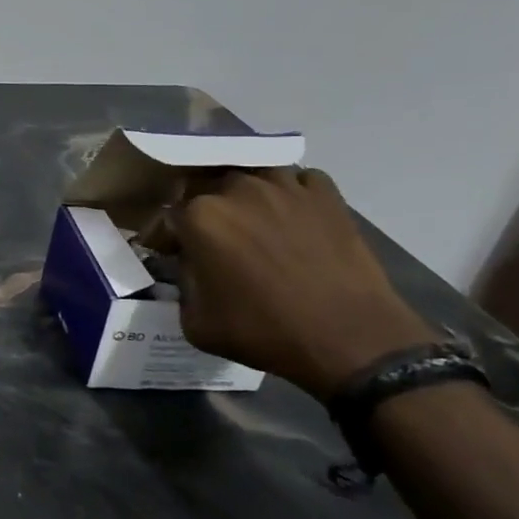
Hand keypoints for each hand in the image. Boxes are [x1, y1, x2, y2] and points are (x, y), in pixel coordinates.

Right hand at [171, 168, 436, 401]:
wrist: (351, 340)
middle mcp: (236, 189)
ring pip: (251, 177)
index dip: (167, 238)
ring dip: (245, 197)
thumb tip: (186, 266)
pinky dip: (290, 193)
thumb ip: (181, 283)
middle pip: (206, 189)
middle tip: (213, 240)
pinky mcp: (326, 195)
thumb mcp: (196, 321)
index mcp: (199, 216)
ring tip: (253, 222)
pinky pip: (297, 180)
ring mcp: (284, 186)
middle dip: (203, 212)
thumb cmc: (265, 331)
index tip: (172, 255)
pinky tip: (292, 216)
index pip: (167, 217)